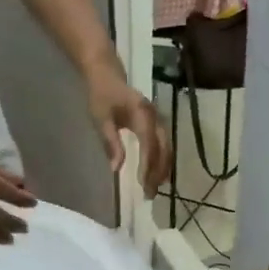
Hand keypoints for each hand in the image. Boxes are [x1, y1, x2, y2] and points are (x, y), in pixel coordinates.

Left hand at [86, 64, 171, 198]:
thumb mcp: (101, 119)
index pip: (149, 144)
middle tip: (149, 194)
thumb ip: (111, 142)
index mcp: (142, 115)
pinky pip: (165, 145)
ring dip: (162, 170)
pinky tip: (157, 175)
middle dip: (157, 173)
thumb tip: (116, 168)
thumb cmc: (102, 96)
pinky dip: (163, 162)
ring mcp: (159, 120)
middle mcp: (155, 118)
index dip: (147, 165)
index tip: (142, 184)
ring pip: (167, 149)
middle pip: (163, 149)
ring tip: (154, 188)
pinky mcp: (158, 124)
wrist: (108, 75)